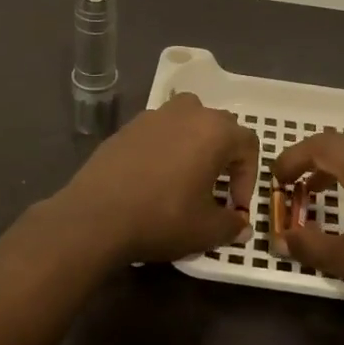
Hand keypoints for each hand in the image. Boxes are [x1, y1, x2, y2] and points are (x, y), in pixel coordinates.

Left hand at [54, 93, 259, 264]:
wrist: (95, 216)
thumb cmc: (162, 218)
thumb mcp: (206, 231)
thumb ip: (232, 226)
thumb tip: (241, 227)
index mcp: (214, 131)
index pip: (248, 144)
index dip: (248, 177)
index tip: (235, 207)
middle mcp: (188, 113)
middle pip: (219, 126)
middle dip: (224, 156)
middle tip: (215, 189)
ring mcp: (154, 116)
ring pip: (187, 120)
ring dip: (195, 144)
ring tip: (187, 176)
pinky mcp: (128, 126)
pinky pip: (159, 130)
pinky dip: (166, 147)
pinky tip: (154, 177)